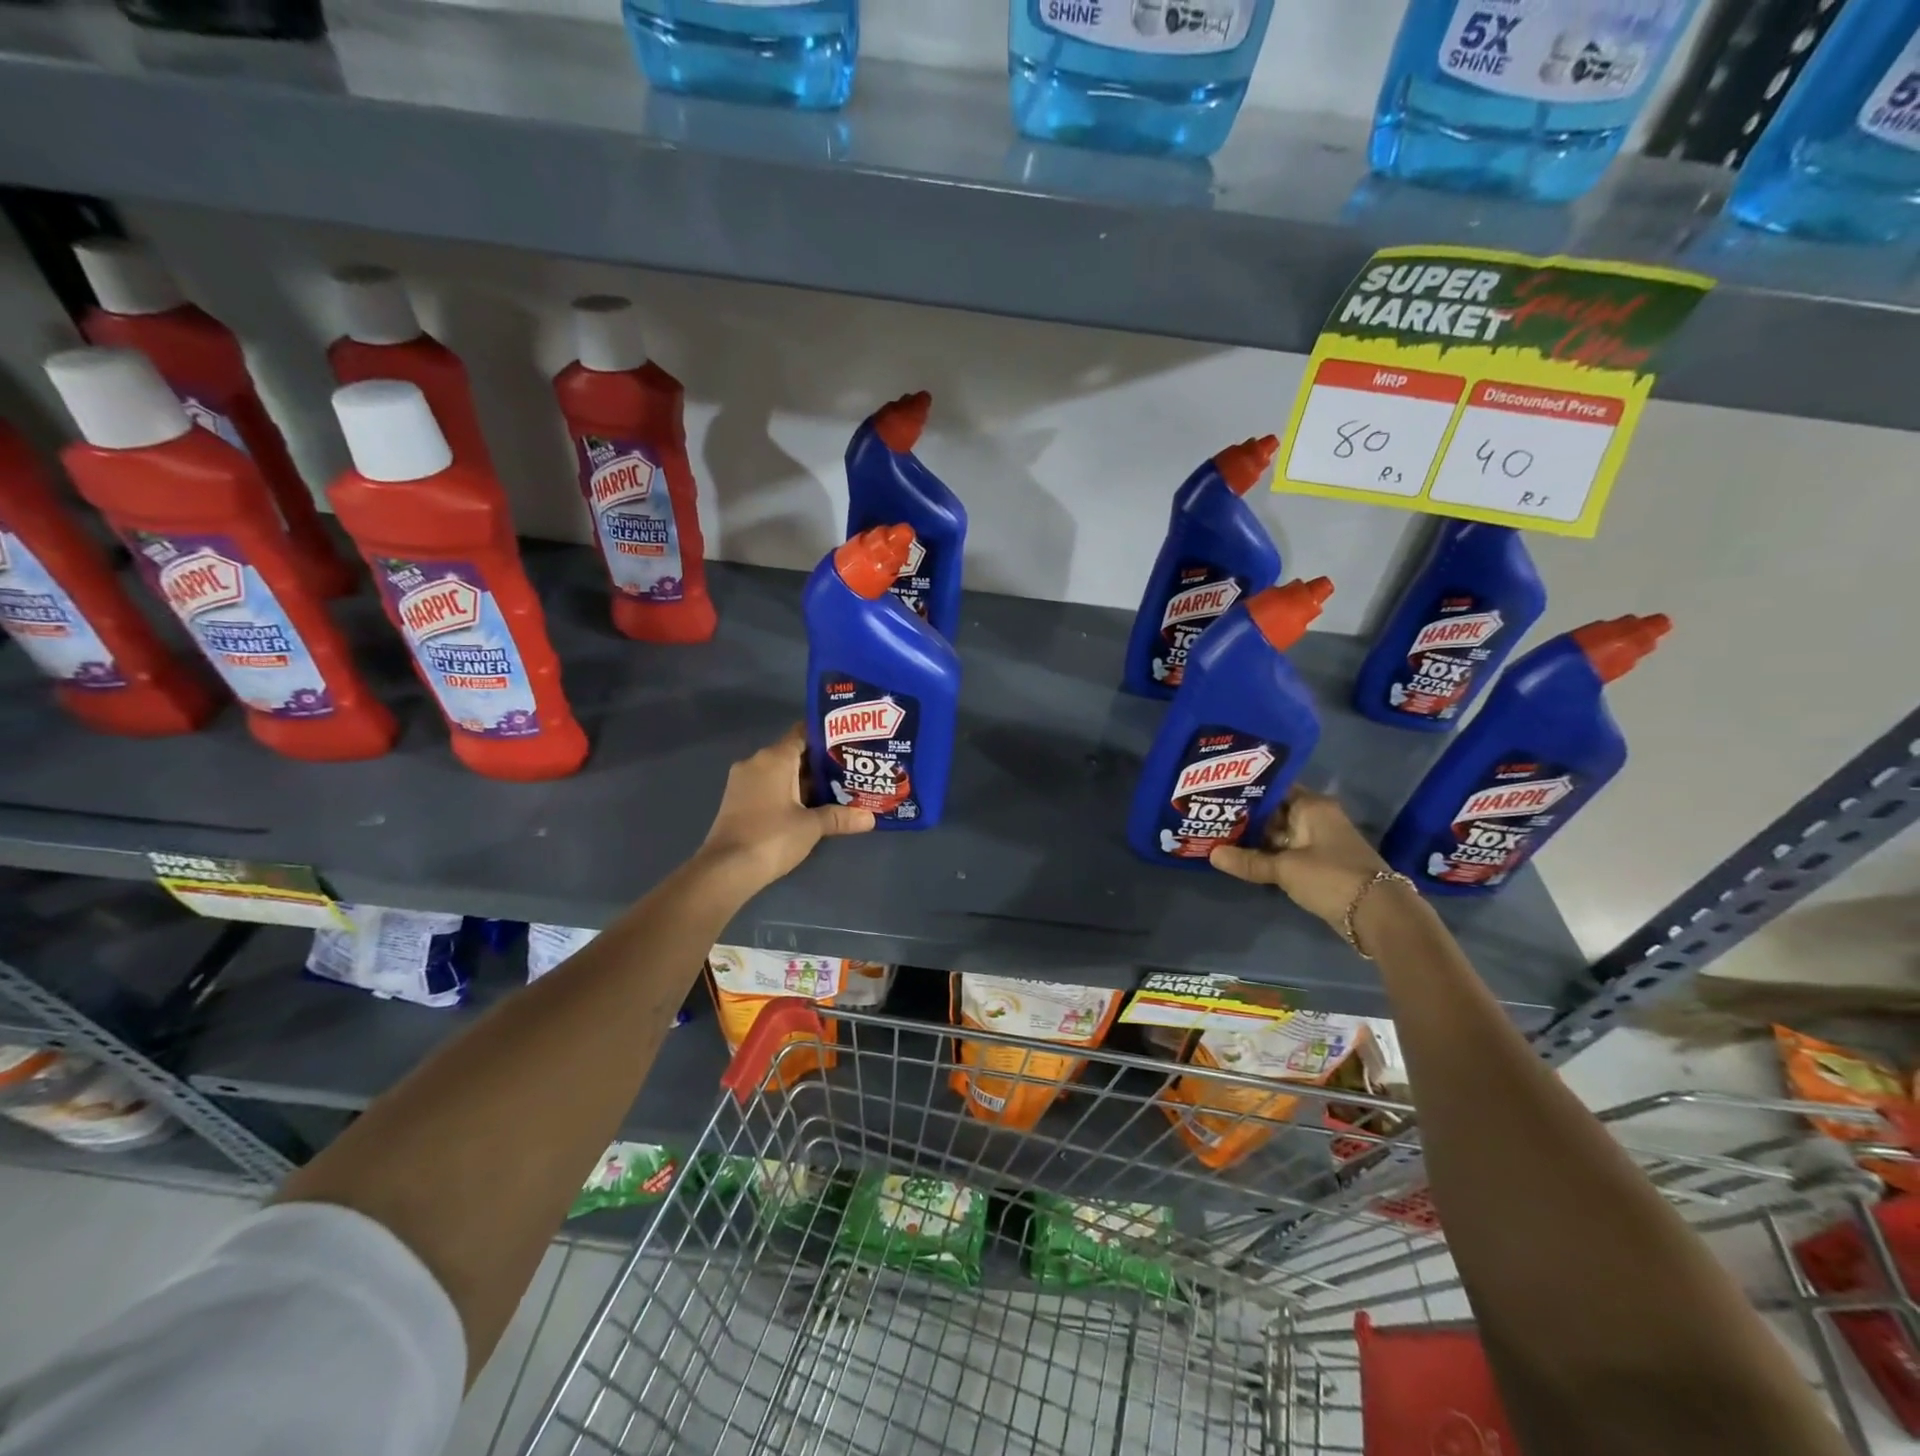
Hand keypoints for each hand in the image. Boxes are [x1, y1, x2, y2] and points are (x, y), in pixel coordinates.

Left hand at [697, 725, 874, 892]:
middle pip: (794, 753)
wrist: (726, 869)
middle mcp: (756, 762)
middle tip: (851, 770)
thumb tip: (871, 818)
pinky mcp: (737, 801)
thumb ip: (841, 817)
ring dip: (805, 781)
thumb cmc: (772, 837)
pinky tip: (810, 806)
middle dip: (821, 763)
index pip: (803, 733)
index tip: (849, 743)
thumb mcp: (812, 826)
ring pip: (781, 772)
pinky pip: (769, 786)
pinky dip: (788, 792)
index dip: (827, 736)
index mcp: (774, 758)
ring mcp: (743, 782)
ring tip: (837, 789)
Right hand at [1210, 787, 1394, 931]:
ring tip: (1218, 836)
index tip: (1217, 793)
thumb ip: (1248, 861)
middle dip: (1246, 817)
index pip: (1274, 789)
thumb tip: (1212, 854)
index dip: (1246, 790)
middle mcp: (1317, 818)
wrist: (1378, 914)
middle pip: (1275, 812)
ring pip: (1280, 835)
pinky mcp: (1320, 864)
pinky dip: (1268, 856)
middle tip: (1211, 816)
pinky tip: (1242, 858)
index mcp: (1312, 806)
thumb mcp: (1285, 868)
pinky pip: (1287, 853)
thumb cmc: (1331, 877)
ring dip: (1255, 839)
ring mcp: (1319, 842)